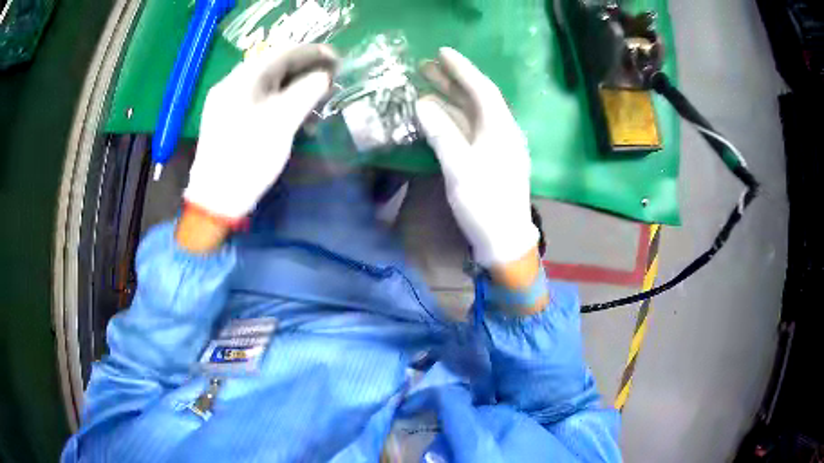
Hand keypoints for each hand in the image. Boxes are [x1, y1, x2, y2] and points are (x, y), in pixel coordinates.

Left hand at [183, 43, 337, 221]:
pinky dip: (280, 101)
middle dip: (305, 69)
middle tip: (330, 78)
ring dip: (295, 86)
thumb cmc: (248, 158)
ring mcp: (228, 101)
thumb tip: (324, 75)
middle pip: (274, 66)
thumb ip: (306, 91)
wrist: (215, 200)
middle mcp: (232, 83)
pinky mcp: (229, 119)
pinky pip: (259, 99)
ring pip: (268, 83)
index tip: (338, 60)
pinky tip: (293, 114)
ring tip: (317, 97)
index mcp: (243, 79)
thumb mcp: (282, 121)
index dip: (314, 53)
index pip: (283, 53)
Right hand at [416, 47, 538, 268]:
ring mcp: (497, 146)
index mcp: (501, 128)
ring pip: (472, 114)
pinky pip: (470, 130)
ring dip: (450, 98)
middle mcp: (502, 131)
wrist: (504, 240)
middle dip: (453, 80)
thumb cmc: (484, 204)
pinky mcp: (490, 160)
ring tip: (426, 84)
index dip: (462, 68)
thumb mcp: (460, 168)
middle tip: (426, 66)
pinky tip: (436, 116)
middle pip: (477, 98)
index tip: (442, 52)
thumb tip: (423, 104)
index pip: (482, 88)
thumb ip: (441, 133)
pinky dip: (452, 120)